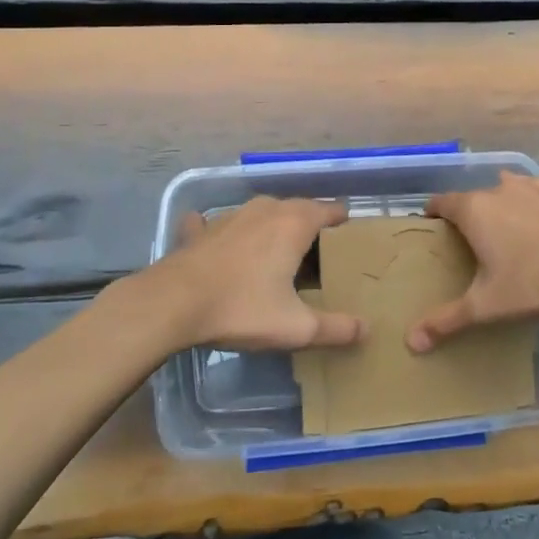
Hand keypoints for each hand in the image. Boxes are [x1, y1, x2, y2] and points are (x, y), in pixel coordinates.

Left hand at [142, 196, 364, 352]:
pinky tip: (222, 242)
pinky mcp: (202, 229)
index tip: (350, 244)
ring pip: (264, 213)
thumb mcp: (295, 327)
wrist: (172, 303)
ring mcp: (231, 215)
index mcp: (294, 224)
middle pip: (299, 209)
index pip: (330, 211)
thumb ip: (335, 328)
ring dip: (275, 227)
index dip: (344, 225)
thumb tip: (367, 329)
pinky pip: (221, 223)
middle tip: (320, 257)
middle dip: (312, 227)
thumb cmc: (241, 308)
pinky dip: (228, 232)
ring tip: (280, 254)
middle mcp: (266, 209)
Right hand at [406, 172, 538, 351]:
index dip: (432, 214)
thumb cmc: (531, 283)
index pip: (442, 202)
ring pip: (504, 188)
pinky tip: (535, 220)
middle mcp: (498, 191)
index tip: (430, 228)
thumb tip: (411, 342)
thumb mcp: (485, 306)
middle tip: (466, 241)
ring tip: (500, 228)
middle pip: (472, 197)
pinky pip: (534, 193)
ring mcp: (531, 190)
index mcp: (473, 210)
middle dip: (466, 214)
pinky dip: (528, 203)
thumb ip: (447, 320)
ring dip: (498, 203)